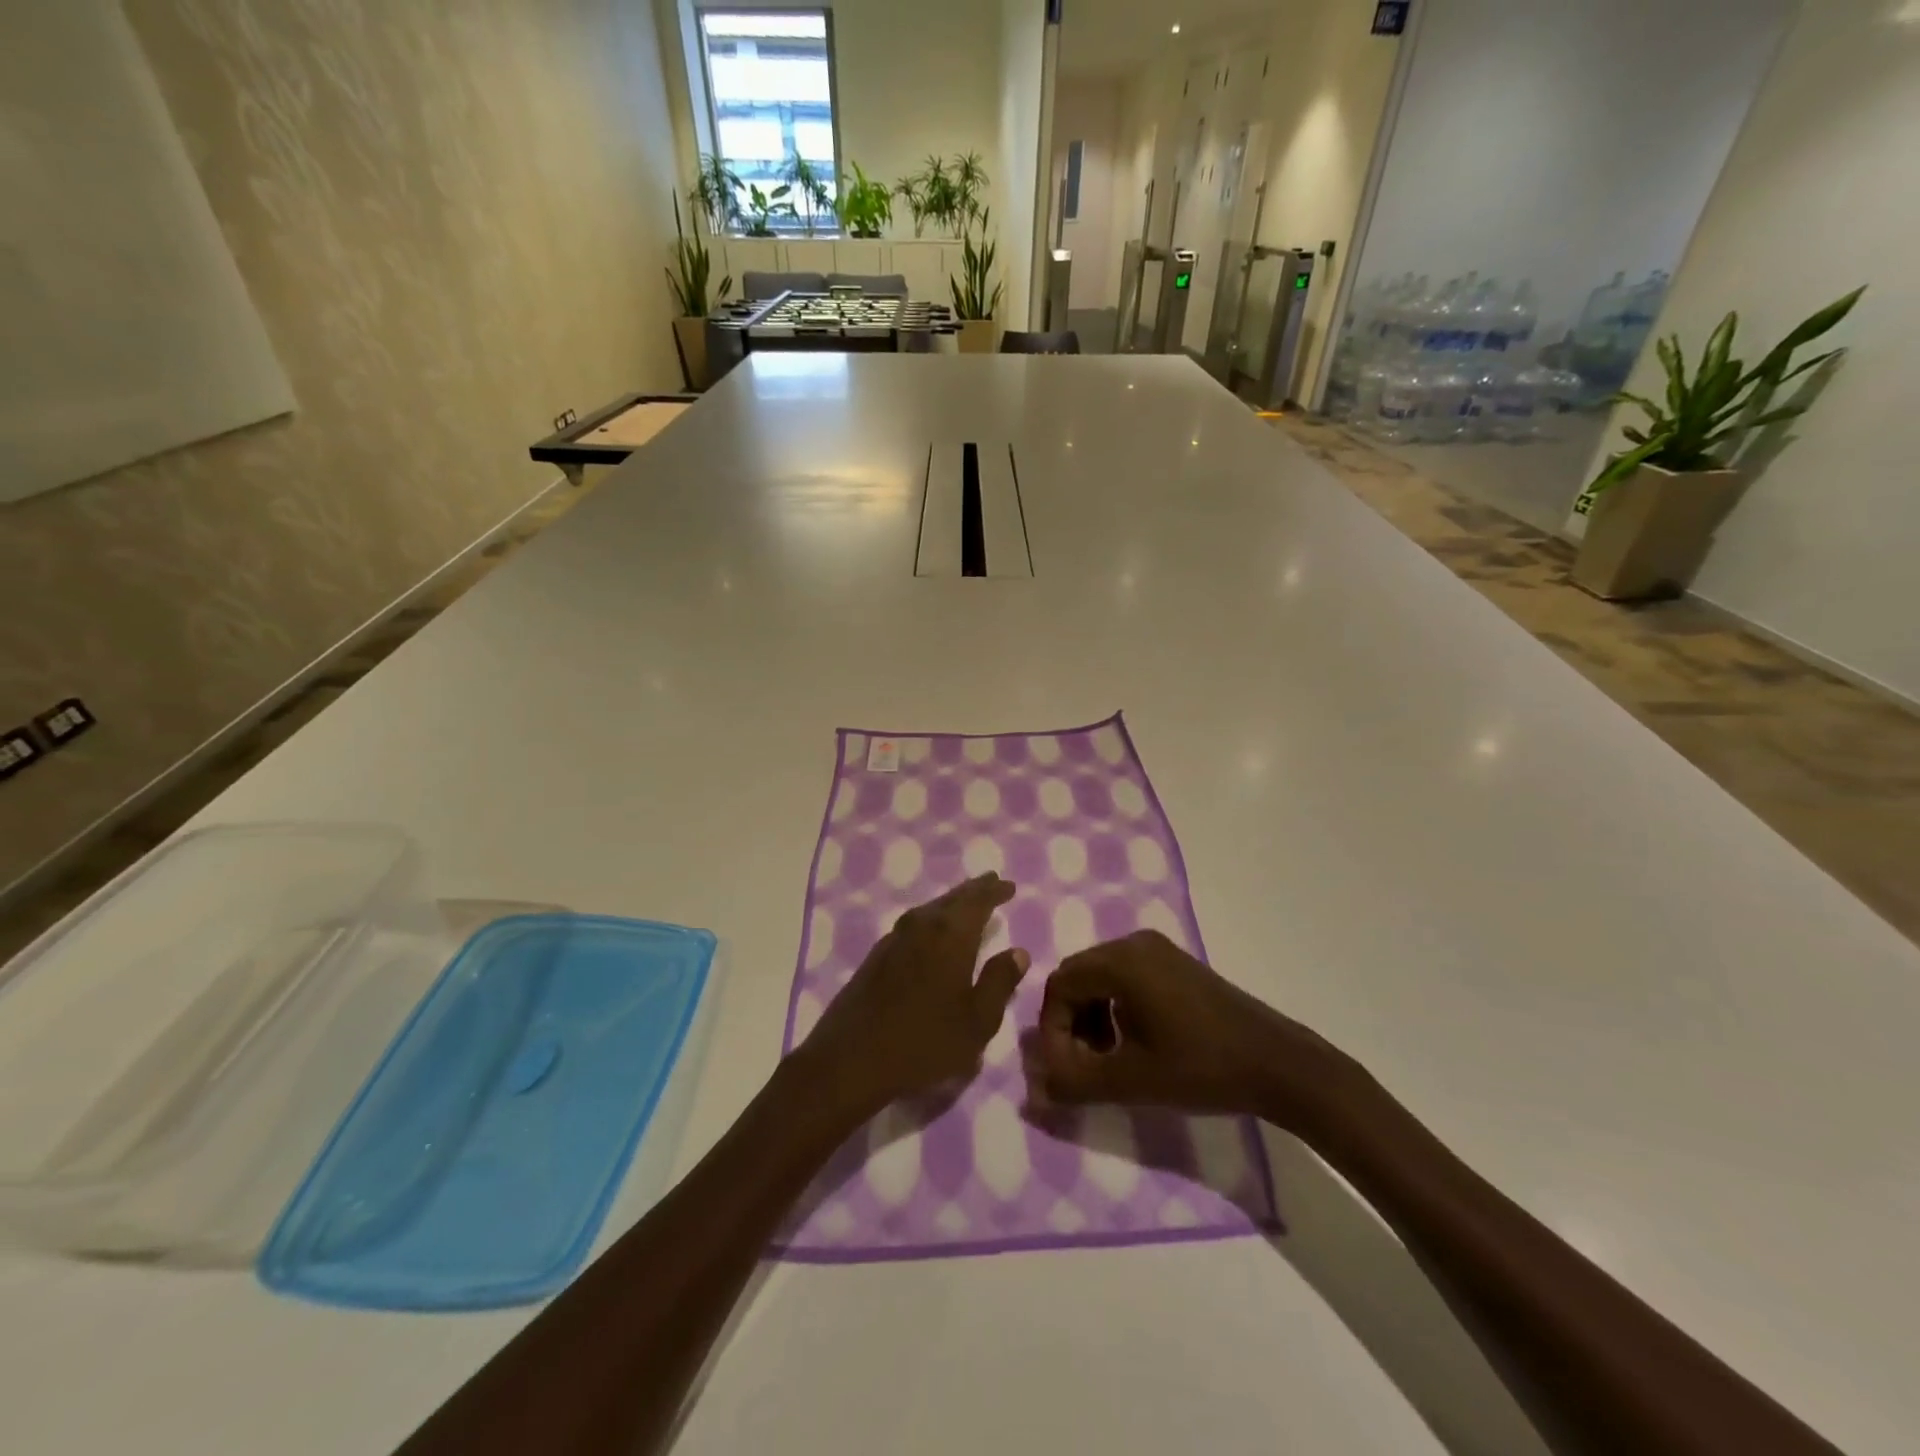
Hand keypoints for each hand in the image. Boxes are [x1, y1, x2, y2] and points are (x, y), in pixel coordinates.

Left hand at [797, 874, 1028, 1117]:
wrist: (850, 1059)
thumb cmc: (924, 1041)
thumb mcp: (977, 1021)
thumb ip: (999, 982)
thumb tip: (1018, 951)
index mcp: (950, 935)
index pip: (977, 901)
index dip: (994, 891)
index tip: (1009, 885)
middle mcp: (921, 926)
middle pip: (952, 899)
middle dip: (974, 891)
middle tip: (991, 883)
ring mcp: (894, 939)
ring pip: (929, 910)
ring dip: (950, 904)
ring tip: (965, 905)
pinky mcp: (876, 956)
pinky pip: (913, 925)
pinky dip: (930, 921)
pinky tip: (931, 935)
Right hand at [1034, 930, 1356, 1133]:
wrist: (1277, 1063)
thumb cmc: (1201, 1068)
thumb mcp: (1131, 1081)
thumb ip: (1076, 1082)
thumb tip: (1037, 1089)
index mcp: (1121, 961)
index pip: (1060, 986)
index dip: (1052, 1030)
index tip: (1062, 1071)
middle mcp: (1134, 943)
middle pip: (1078, 977)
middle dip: (1070, 1023)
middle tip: (1080, 1065)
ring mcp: (1158, 950)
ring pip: (1101, 978)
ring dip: (1091, 1017)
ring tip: (1105, 1058)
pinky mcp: (1175, 963)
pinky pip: (1126, 977)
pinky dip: (1115, 1008)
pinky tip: (1132, 1043)